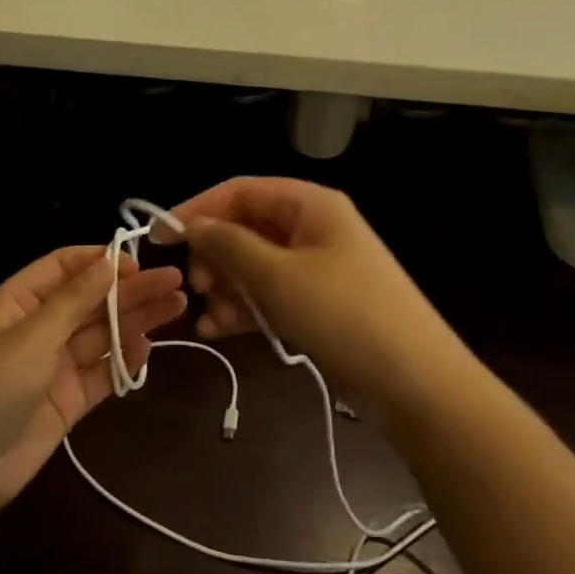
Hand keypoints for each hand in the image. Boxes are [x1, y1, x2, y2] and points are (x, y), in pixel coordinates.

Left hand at [0, 247, 184, 511]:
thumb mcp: (31, 336)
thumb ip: (74, 300)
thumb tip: (109, 261)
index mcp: (20, 302)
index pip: (65, 267)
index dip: (101, 262)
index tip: (139, 262)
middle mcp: (40, 327)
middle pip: (92, 300)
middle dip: (131, 290)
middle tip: (175, 282)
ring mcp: (56, 364)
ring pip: (103, 334)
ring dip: (137, 321)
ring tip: (176, 307)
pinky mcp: (70, 398)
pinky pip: (103, 372)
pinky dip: (124, 360)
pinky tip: (149, 348)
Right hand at [161, 178, 463, 413]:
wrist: (414, 382)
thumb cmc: (343, 314)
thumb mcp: (278, 275)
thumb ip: (229, 245)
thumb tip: (192, 225)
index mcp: (310, 205)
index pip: (241, 191)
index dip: (198, 208)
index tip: (160, 236)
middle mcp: (312, 229)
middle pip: (246, 228)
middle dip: (215, 255)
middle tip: (197, 286)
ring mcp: (316, 269)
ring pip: (255, 265)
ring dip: (227, 287)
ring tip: (207, 318)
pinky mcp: (318, 305)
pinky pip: (270, 295)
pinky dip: (245, 309)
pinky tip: (220, 331)